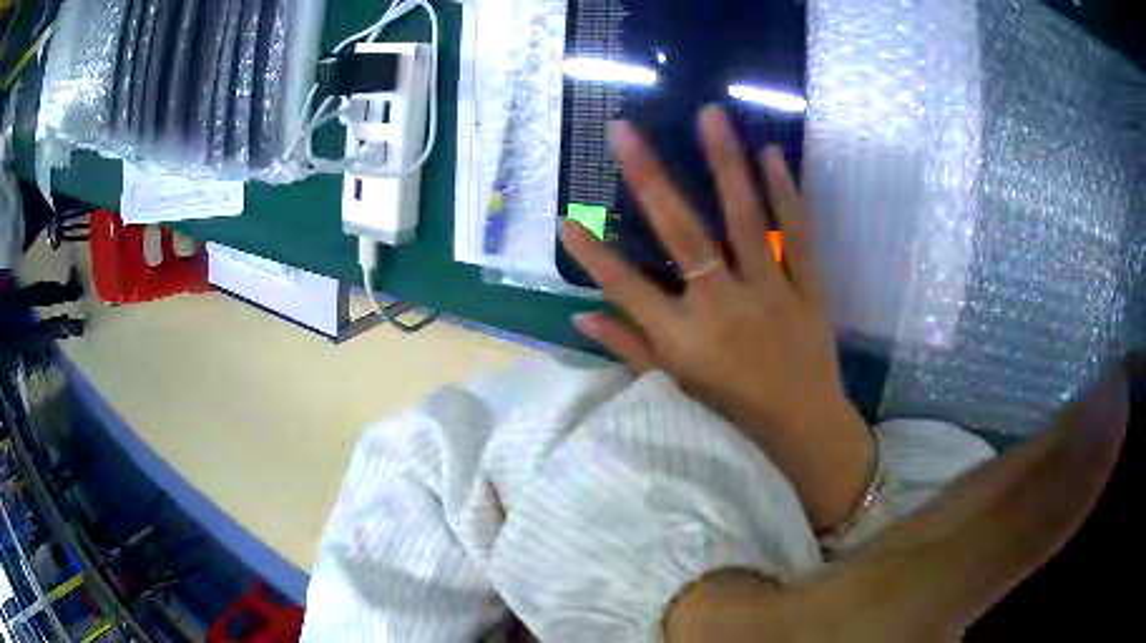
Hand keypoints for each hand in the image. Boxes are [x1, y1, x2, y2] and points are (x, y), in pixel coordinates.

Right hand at [561, 106, 873, 530]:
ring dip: (725, 165)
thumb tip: (577, 320)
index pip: (626, 289)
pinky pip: (797, 237)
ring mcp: (769, 295)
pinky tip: (771, 154)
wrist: (805, 430)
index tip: (565, 217)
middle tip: (625, 130)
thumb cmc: (734, 412)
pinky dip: (786, 195)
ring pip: (745, 222)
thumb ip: (629, 347)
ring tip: (711, 115)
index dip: (592, 255)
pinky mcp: (808, 290)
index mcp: (684, 340)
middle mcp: (721, 309)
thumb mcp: (676, 386)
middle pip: (682, 236)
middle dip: (649, 179)